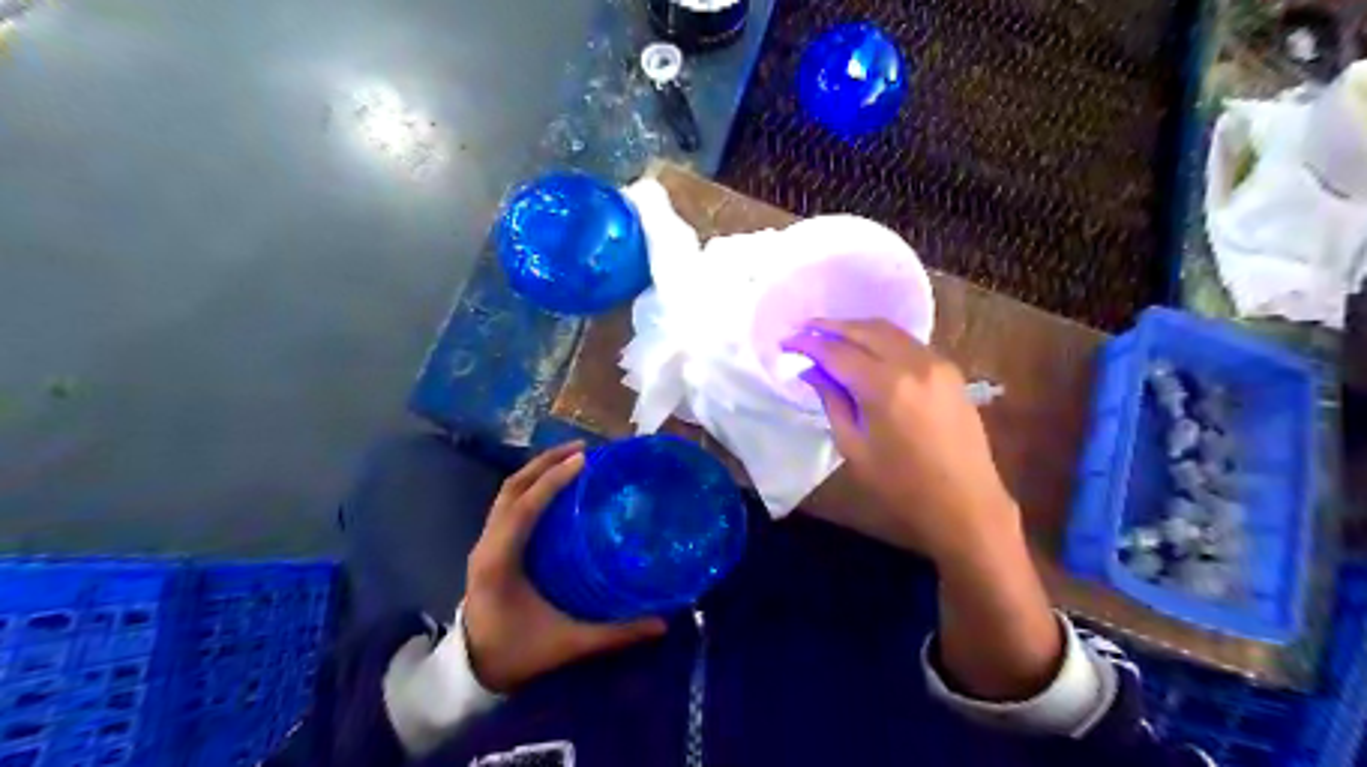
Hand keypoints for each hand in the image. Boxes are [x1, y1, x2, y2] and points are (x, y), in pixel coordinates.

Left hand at [466, 439, 666, 691]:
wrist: (471, 672)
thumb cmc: (517, 653)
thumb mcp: (567, 644)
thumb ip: (614, 634)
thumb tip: (662, 624)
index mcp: (500, 561)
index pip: (524, 507)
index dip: (552, 481)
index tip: (583, 460)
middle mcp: (488, 544)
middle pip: (511, 489)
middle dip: (544, 463)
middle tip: (582, 448)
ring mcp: (485, 543)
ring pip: (507, 493)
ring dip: (536, 471)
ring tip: (570, 457)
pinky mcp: (489, 547)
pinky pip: (508, 504)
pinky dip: (530, 486)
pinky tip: (554, 485)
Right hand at [786, 319, 1019, 562]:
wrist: (966, 504)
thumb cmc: (902, 487)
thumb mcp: (854, 448)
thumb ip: (832, 402)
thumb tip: (812, 371)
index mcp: (886, 387)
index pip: (837, 352)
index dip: (809, 344)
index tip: (787, 341)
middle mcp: (913, 364)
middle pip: (865, 330)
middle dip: (831, 326)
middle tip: (804, 329)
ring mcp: (936, 363)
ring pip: (889, 330)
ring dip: (856, 328)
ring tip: (830, 335)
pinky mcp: (950, 371)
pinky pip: (908, 342)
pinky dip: (881, 338)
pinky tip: (866, 349)